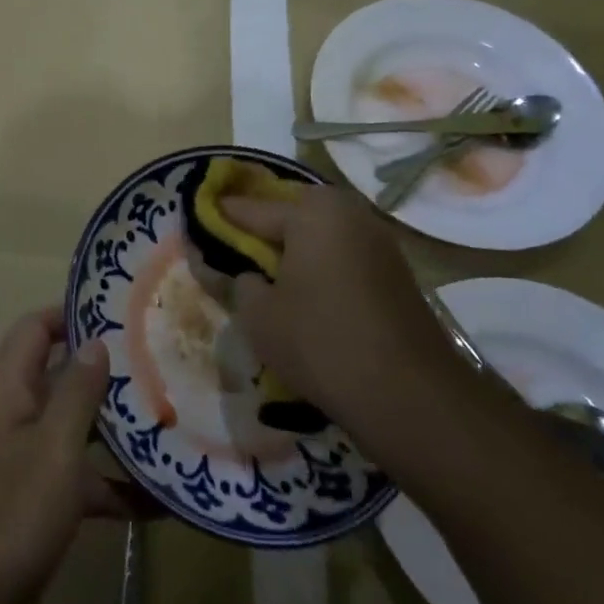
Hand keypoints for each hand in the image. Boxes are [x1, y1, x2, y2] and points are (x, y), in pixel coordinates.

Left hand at [0, 308, 150, 603]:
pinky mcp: (38, 501)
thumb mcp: (54, 446)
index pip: (35, 330)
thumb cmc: (11, 511)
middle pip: (62, 377)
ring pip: (76, 429)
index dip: (70, 315)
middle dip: (107, 373)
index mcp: (9, 390)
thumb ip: (77, 391)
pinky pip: (81, 480)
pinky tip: (161, 501)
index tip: (118, 315)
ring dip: (116, 431)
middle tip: (159, 365)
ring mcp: (27, 459)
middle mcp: (15, 415)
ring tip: (170, 422)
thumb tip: (96, 341)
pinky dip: (114, 486)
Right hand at [222, 188, 480, 456]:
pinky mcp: (397, 273)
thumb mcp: (258, 314)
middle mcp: (349, 213)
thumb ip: (238, 281)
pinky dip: (321, 269)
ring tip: (268, 280)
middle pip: (291, 216)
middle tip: (235, 257)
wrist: (408, 394)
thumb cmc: (319, 341)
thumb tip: (242, 272)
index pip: (250, 209)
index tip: (196, 227)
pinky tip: (307, 297)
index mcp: (312, 211)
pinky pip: (344, 258)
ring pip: (321, 238)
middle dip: (262, 233)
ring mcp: (380, 242)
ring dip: (294, 253)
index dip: (220, 220)